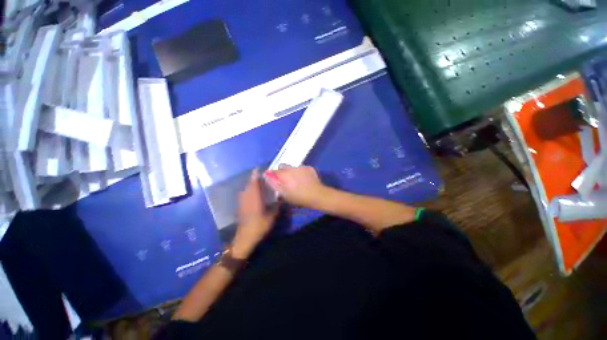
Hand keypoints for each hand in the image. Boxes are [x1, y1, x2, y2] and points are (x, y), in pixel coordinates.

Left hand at [232, 170, 279, 257]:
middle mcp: (247, 198)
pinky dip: (249, 191)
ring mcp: (242, 202)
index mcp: (254, 198)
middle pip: (249, 185)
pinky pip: (244, 195)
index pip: (254, 183)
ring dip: (251, 185)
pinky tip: (254, 194)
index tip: (258, 169)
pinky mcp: (241, 207)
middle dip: (254, 179)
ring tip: (258, 183)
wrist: (245, 237)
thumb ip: (277, 206)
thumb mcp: (272, 217)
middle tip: (262, 176)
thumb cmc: (259, 226)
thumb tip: (282, 198)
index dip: (255, 175)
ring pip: (246, 190)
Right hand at [265, 165, 327, 208]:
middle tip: (285, 181)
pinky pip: (301, 168)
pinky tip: (304, 180)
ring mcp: (301, 167)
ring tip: (296, 181)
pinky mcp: (309, 168)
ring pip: (292, 167)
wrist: (317, 195)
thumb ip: (274, 184)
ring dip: (292, 172)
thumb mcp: (284, 194)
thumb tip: (266, 176)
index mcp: (284, 174)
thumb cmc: (299, 197)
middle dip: (282, 172)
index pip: (273, 171)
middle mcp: (292, 168)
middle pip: (283, 166)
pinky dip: (301, 172)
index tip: (274, 180)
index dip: (272, 175)